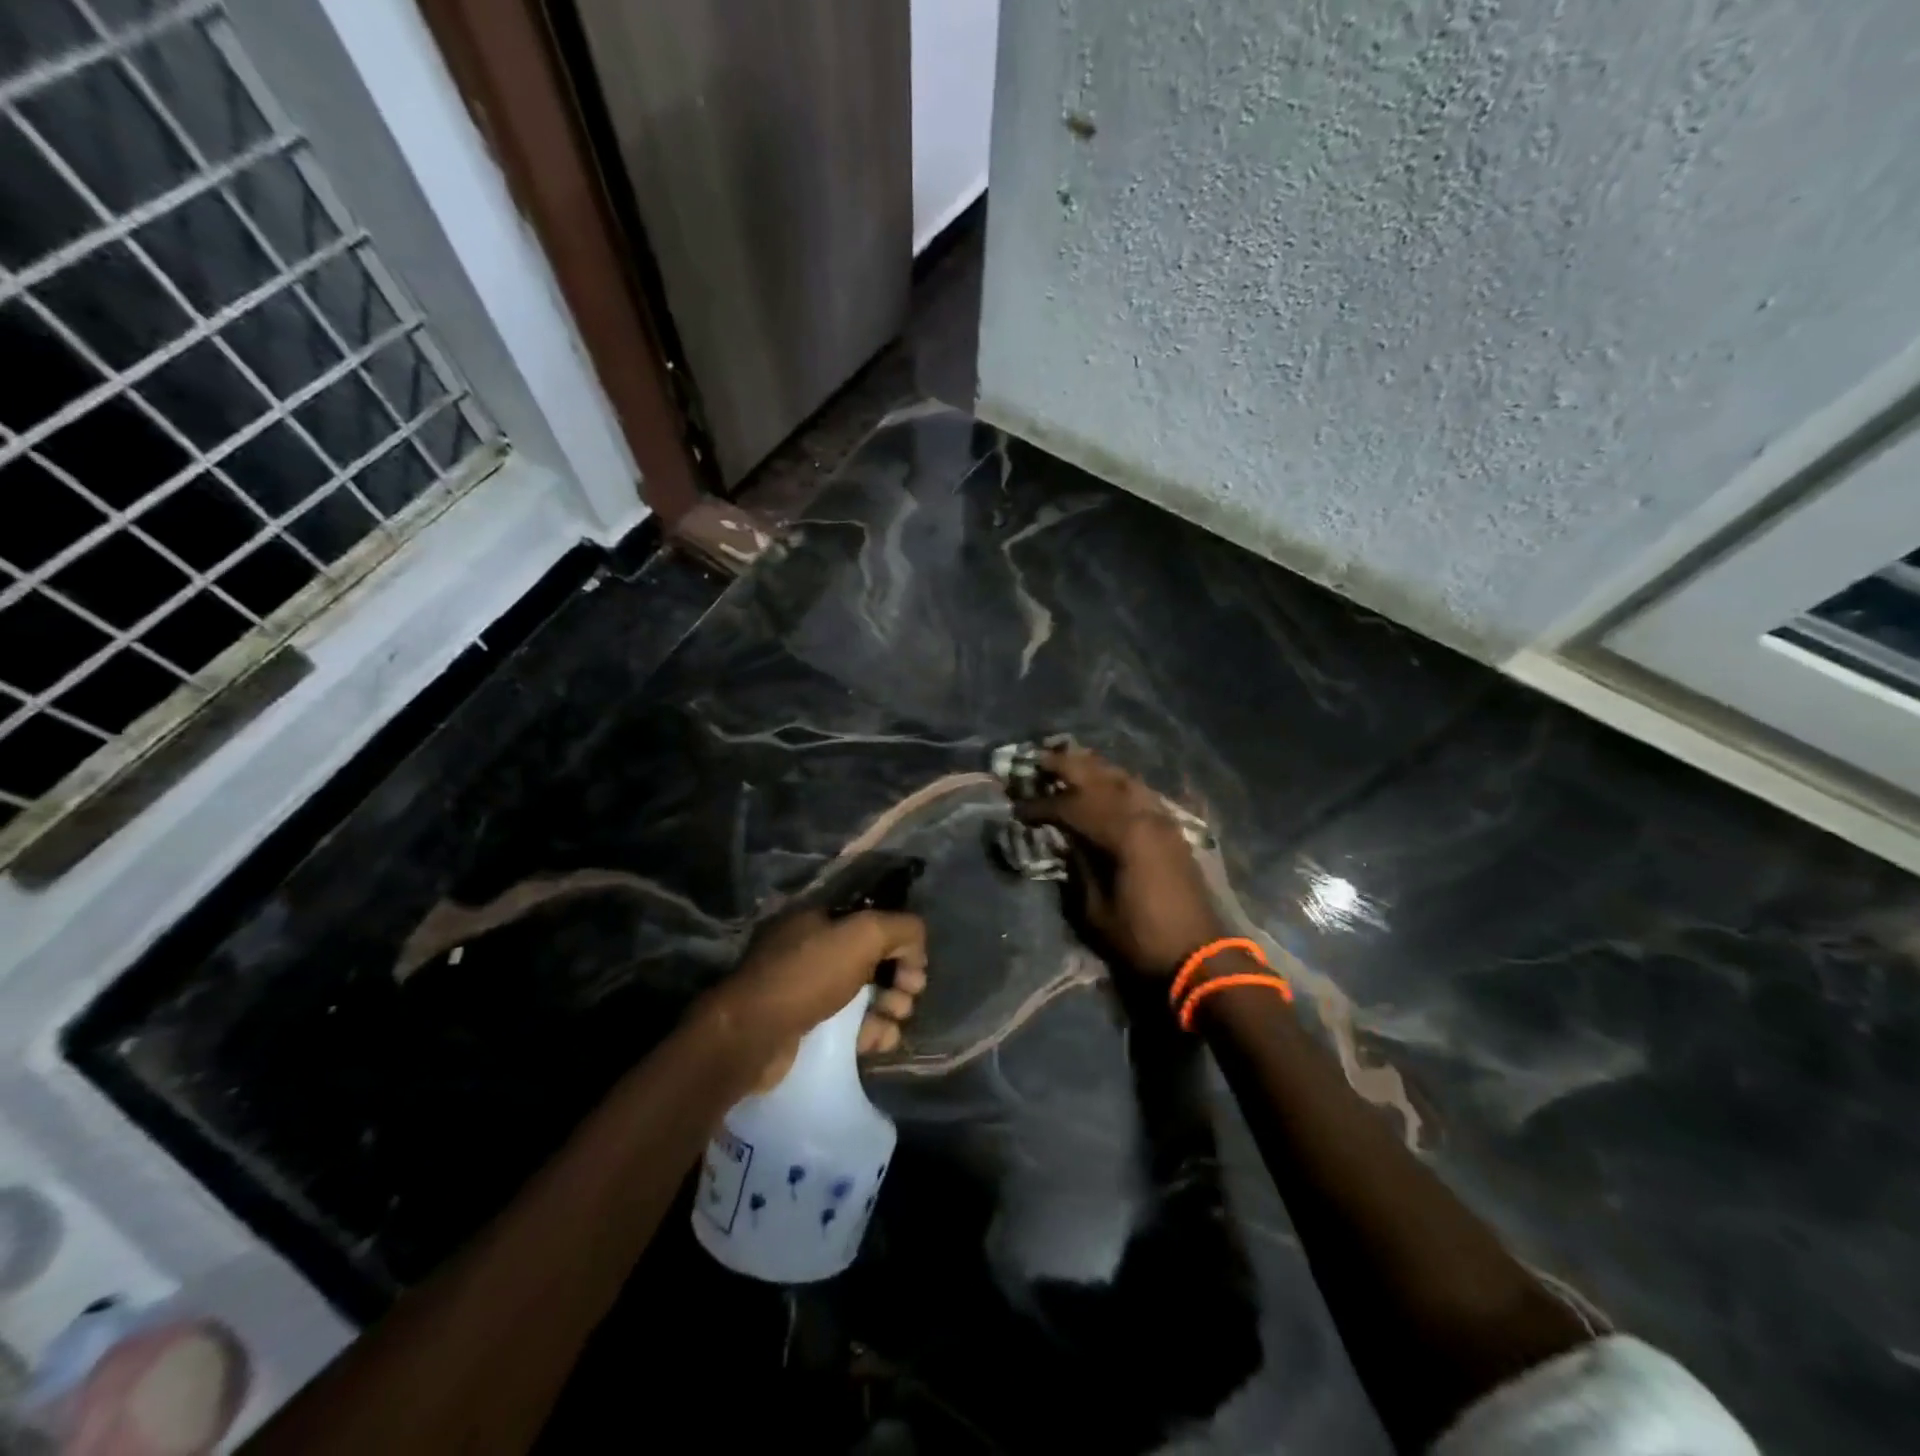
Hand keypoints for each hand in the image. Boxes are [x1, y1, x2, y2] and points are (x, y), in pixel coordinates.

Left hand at [700, 907, 928, 1090]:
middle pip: (873, 960)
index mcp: (819, 919)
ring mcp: (807, 990)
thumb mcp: (863, 934)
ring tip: (895, 1019)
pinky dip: (871, 1031)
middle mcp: (812, 949)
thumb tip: (917, 947)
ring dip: (890, 1007)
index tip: (915, 967)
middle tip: (909, 995)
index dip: (900, 943)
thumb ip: (901, 929)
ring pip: (864, 995)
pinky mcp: (807, 1028)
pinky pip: (850, 1026)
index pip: (873, 923)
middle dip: (899, 978)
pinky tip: (881, 1041)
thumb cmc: (807, 976)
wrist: (752, 1037)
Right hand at [1013, 745, 1225, 976]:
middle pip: (1100, 778)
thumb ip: (1078, 866)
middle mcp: (1144, 815)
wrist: (1199, 956)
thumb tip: (1064, 839)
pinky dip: (1118, 782)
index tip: (1017, 809)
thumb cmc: (1141, 937)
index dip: (1041, 806)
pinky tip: (1106, 783)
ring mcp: (1162, 819)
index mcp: (1123, 834)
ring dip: (1093, 768)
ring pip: (1123, 779)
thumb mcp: (1095, 910)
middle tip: (1037, 759)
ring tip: (1068, 761)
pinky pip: (1140, 792)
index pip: (1072, 806)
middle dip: (1066, 766)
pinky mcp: (1171, 829)